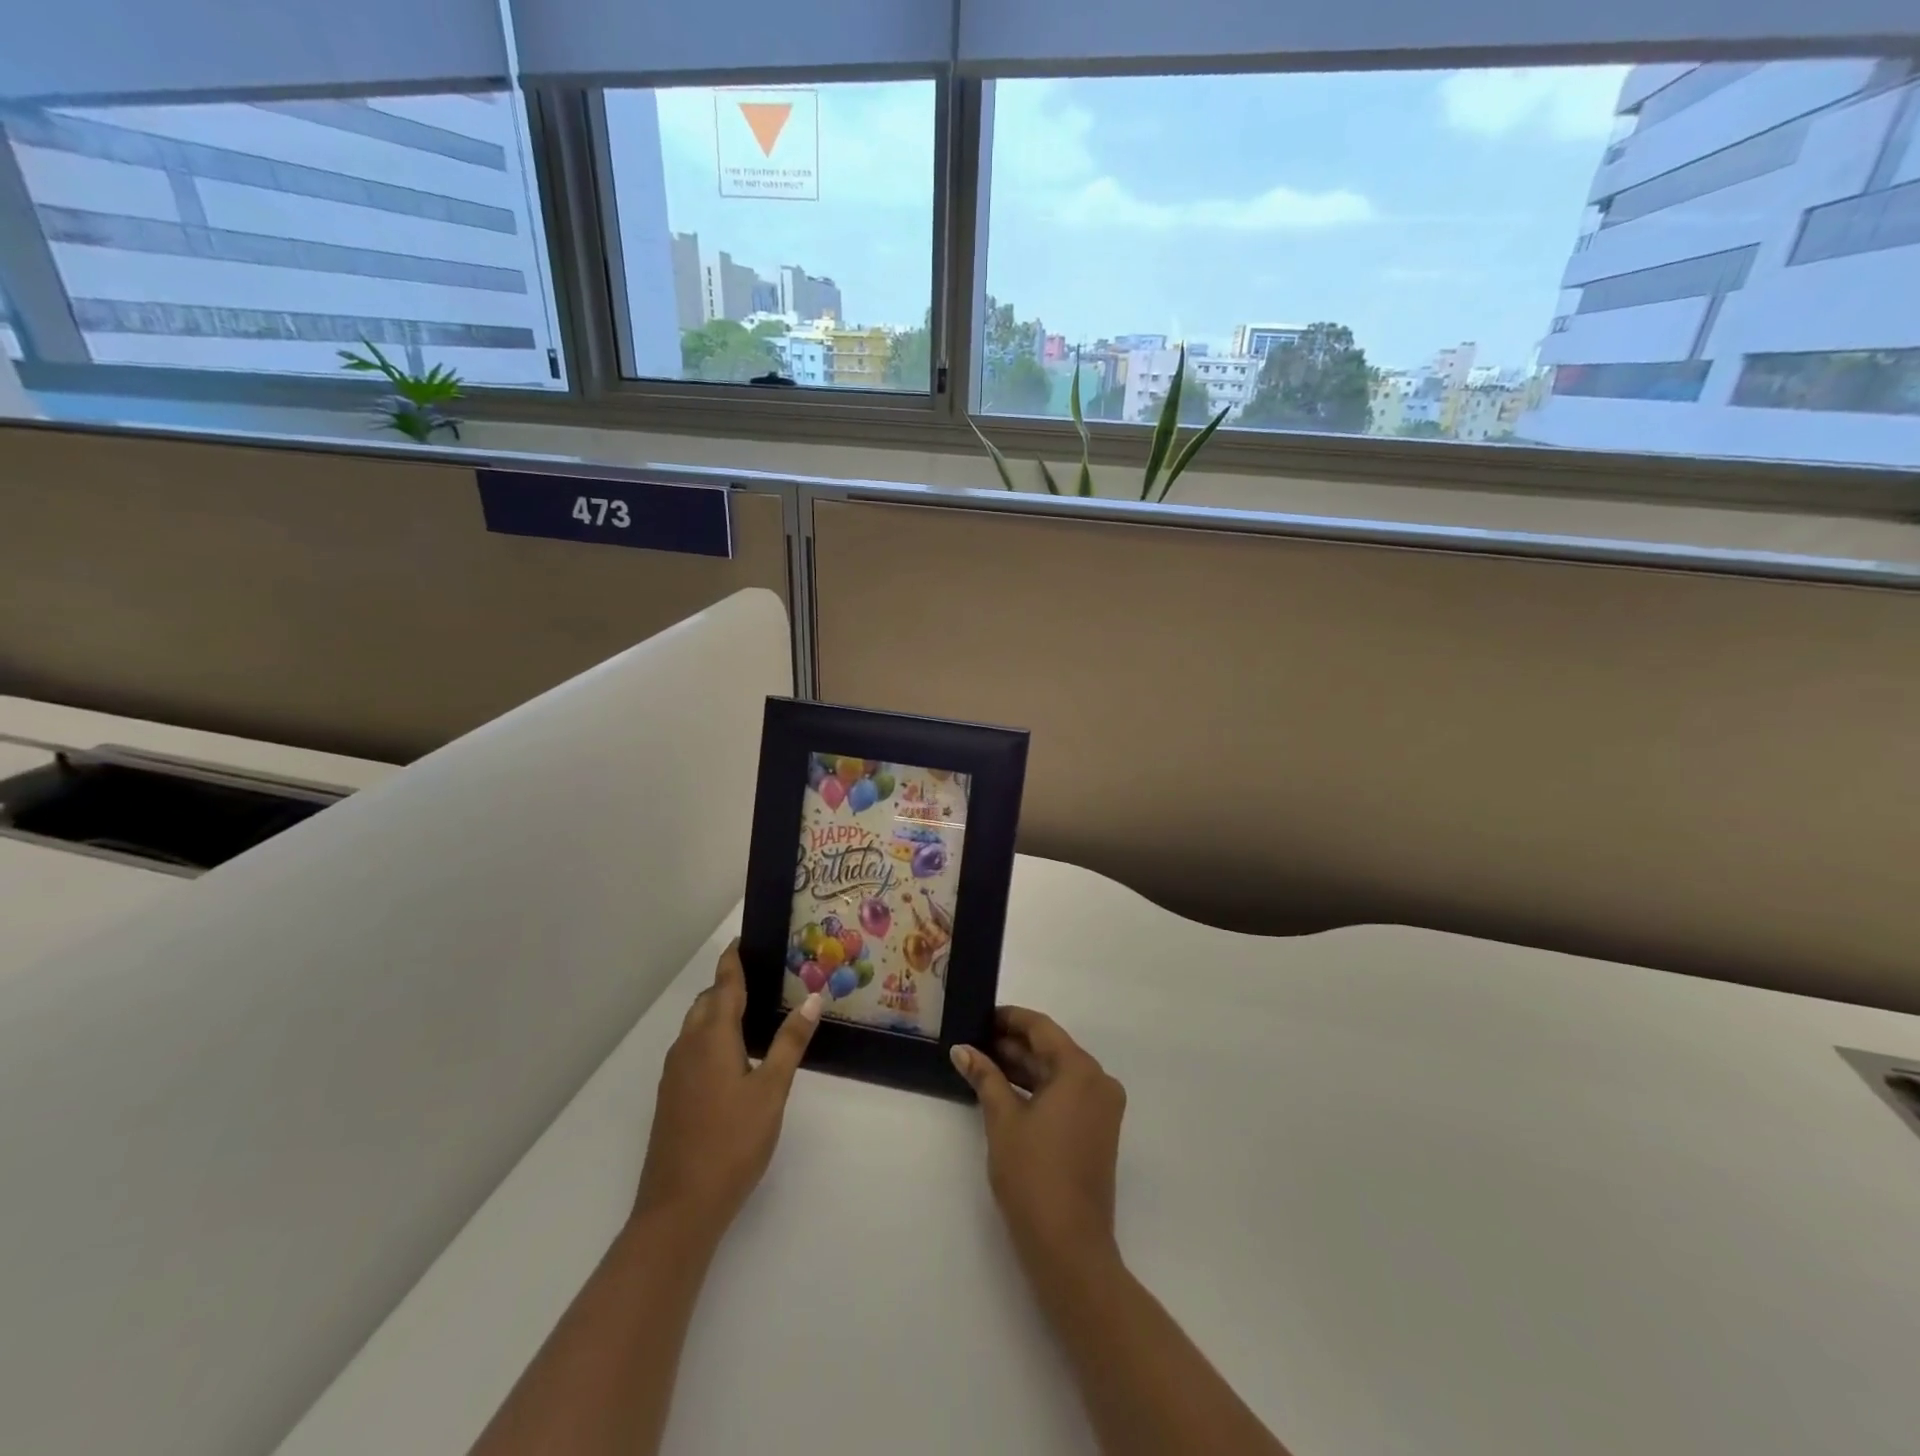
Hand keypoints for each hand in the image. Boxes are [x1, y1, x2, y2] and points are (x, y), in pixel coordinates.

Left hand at [633, 940, 821, 1244]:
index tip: (744, 939)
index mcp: (712, 1038)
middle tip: (763, 978)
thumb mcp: (771, 1090)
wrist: (679, 1208)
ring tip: (753, 1012)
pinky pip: (692, 1049)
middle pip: (707, 1002)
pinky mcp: (671, 1097)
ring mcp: (675, 1073)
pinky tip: (734, 1056)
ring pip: (696, 1026)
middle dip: (729, 984)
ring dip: (719, 1011)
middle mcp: (688, 1046)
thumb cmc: (732, 1142)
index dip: (734, 959)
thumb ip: (790, 1042)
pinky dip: (712, 1036)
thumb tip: (813, 998)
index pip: (725, 984)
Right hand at [950, 1007, 1125, 1267]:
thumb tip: (961, 1049)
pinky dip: (1037, 1090)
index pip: (1041, 1028)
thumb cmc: (1033, 1175)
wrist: (1069, 1247)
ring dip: (1022, 1067)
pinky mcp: (1097, 1131)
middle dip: (1012, 1045)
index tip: (980, 1016)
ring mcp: (1101, 1108)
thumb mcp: (1002, 1120)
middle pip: (1051, 1049)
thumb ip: (984, 1077)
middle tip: (974, 1041)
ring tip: (982, 1063)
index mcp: (1081, 1070)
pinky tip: (1004, 1090)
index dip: (1009, 1018)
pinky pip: (1065, 1095)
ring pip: (1057, 1073)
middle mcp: (1098, 1081)